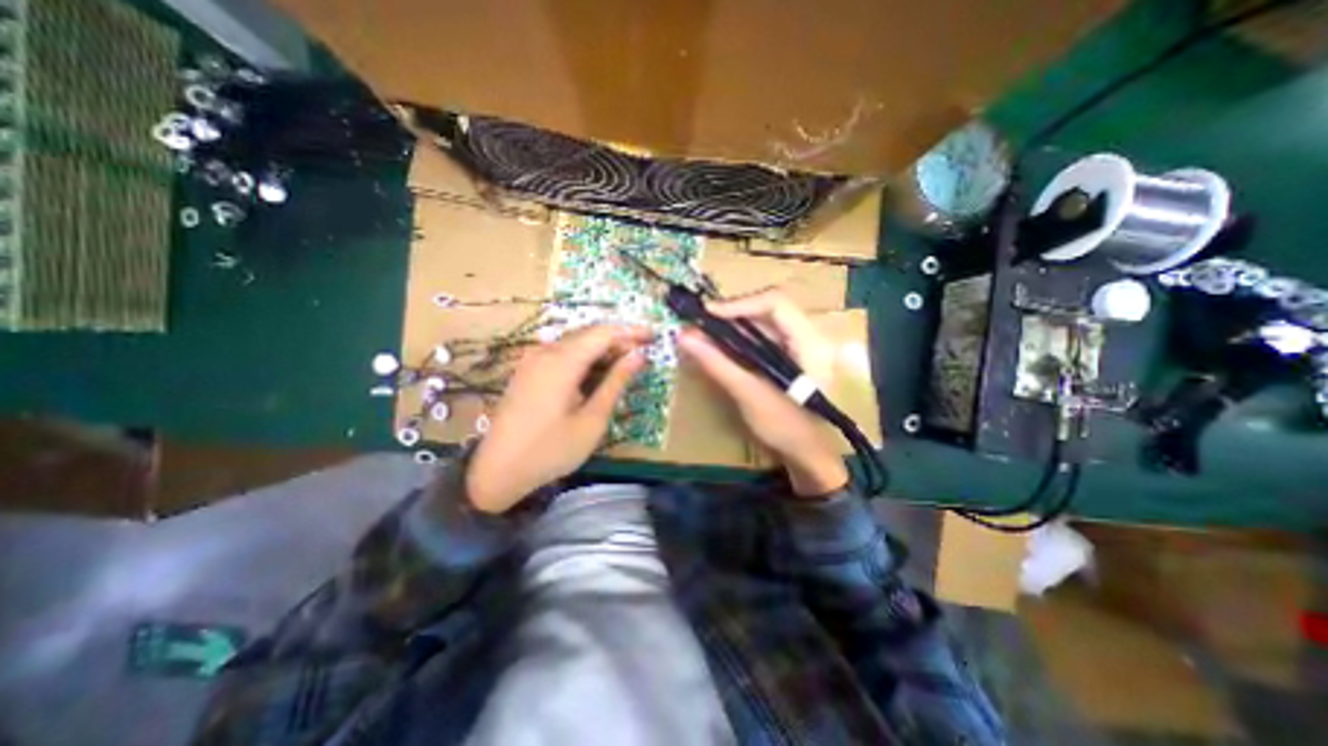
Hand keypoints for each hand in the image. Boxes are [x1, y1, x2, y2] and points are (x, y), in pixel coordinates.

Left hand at [467, 322, 650, 509]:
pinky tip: (595, 373)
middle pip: (588, 334)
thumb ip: (616, 382)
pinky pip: (561, 353)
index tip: (654, 336)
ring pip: (575, 342)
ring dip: (601, 349)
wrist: (497, 471)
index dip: (631, 331)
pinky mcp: (526, 371)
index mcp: (562, 362)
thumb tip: (639, 355)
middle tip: (642, 354)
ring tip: (624, 364)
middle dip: (618, 340)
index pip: (603, 332)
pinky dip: (583, 358)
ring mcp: (532, 360)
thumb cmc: (551, 450)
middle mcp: (545, 352)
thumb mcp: (592, 419)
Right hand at [676, 289, 849, 498]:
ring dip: (733, 326)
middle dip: (732, 314)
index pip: (776, 303)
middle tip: (700, 324)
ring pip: (764, 321)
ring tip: (704, 333)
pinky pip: (763, 336)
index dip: (740, 303)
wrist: (808, 454)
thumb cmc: (786, 428)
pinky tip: (720, 346)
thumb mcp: (749, 395)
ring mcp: (802, 344)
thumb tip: (683, 336)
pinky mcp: (791, 354)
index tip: (706, 314)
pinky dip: (740, 338)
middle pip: (768, 309)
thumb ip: (717, 363)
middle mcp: (810, 335)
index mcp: (811, 343)